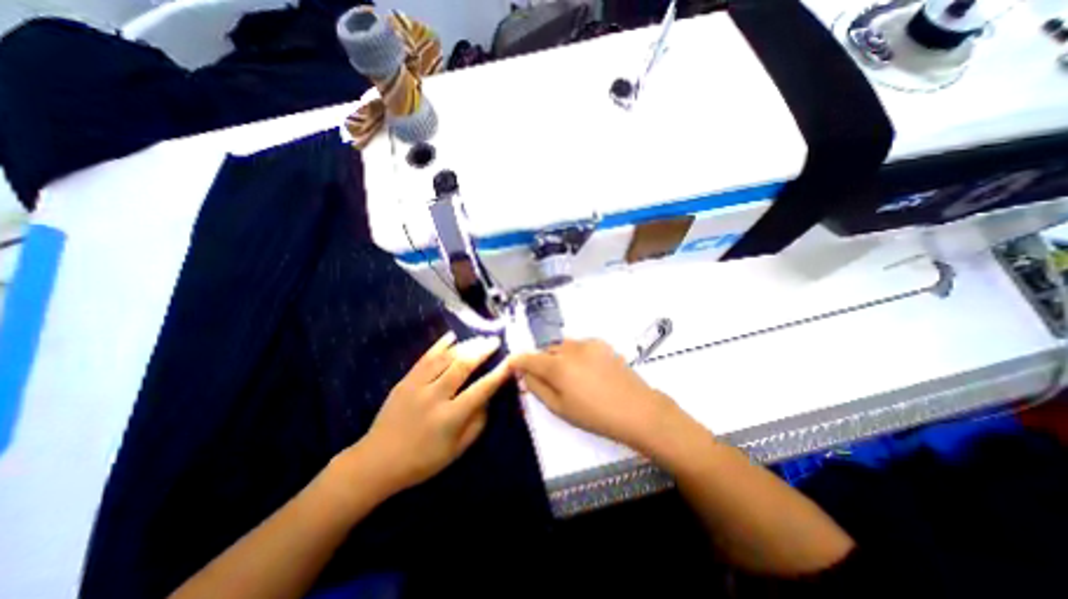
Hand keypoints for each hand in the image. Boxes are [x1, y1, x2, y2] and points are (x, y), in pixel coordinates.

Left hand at [353, 331, 510, 492]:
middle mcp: (435, 397)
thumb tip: (488, 399)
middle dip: (482, 351)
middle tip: (494, 341)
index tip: (510, 361)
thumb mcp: (456, 450)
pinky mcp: (405, 381)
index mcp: (450, 418)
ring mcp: (417, 386)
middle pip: (462, 366)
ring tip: (479, 338)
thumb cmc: (422, 460)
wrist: (376, 461)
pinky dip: (439, 345)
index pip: (480, 390)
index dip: (498, 374)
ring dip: (465, 345)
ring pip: (445, 358)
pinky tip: (451, 336)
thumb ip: (476, 423)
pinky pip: (424, 358)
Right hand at [512, 339, 679, 451]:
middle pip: (546, 350)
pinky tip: (587, 369)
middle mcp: (569, 349)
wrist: (636, 409)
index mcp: (557, 367)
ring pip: (562, 346)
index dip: (517, 360)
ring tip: (571, 375)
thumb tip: (525, 374)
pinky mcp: (601, 343)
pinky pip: (579, 345)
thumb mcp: (560, 408)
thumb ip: (537, 388)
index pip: (528, 357)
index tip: (512, 365)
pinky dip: (575, 353)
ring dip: (559, 356)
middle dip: (542, 362)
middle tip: (550, 380)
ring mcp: (587, 343)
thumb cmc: (595, 415)